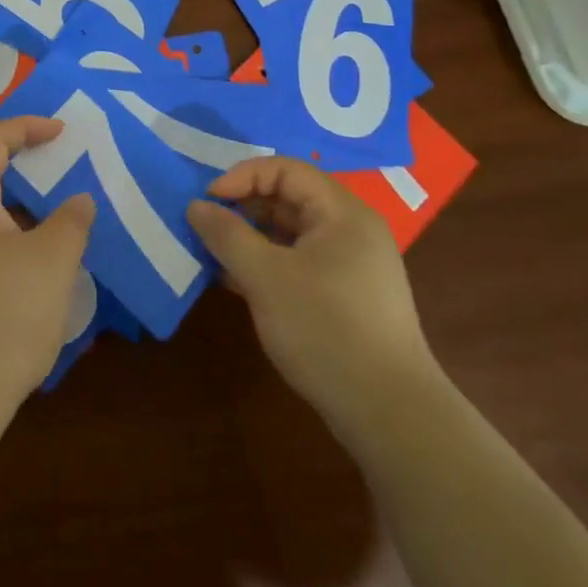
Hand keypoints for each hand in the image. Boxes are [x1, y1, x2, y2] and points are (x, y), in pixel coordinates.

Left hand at [0, 116, 95, 422]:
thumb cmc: (5, 312)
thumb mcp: (52, 260)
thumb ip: (71, 220)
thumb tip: (78, 201)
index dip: (26, 127)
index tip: (61, 131)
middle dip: (22, 161)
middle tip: (60, 162)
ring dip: (18, 201)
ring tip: (56, 207)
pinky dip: (9, 230)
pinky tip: (36, 255)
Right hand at [187, 157, 436, 441]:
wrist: (391, 416)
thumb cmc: (326, 330)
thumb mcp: (265, 277)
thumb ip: (227, 235)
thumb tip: (196, 206)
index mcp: (341, 212)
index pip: (285, 170)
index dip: (242, 177)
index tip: (208, 202)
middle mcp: (351, 229)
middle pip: (289, 199)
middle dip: (243, 208)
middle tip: (206, 227)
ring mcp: (352, 265)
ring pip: (291, 234)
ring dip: (251, 239)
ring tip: (215, 255)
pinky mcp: (348, 297)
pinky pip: (300, 262)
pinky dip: (268, 265)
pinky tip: (237, 284)